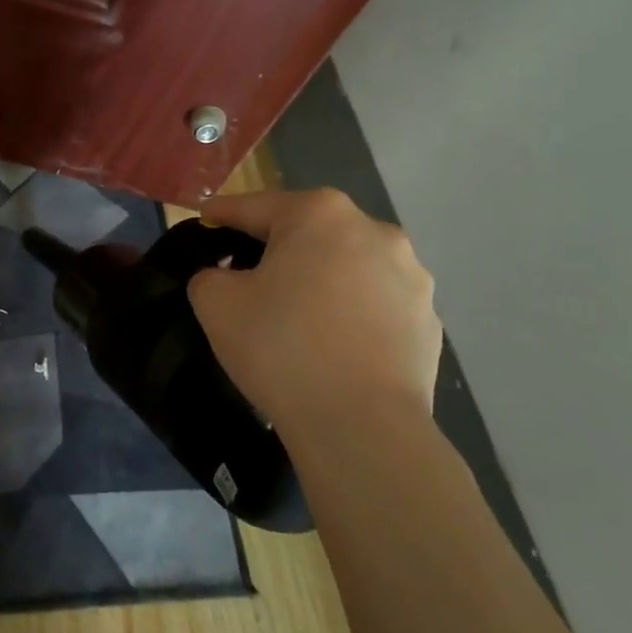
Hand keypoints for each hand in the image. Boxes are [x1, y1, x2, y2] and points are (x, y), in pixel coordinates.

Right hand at [187, 189, 441, 430]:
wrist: (362, 426)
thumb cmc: (281, 347)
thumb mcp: (216, 303)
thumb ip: (209, 275)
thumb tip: (225, 277)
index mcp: (319, 214)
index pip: (254, 206)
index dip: (223, 213)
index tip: (204, 217)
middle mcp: (373, 230)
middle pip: (307, 231)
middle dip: (275, 247)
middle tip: (245, 275)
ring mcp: (411, 275)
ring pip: (345, 266)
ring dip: (318, 279)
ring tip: (294, 315)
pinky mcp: (427, 319)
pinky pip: (373, 304)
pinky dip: (349, 313)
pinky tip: (330, 344)